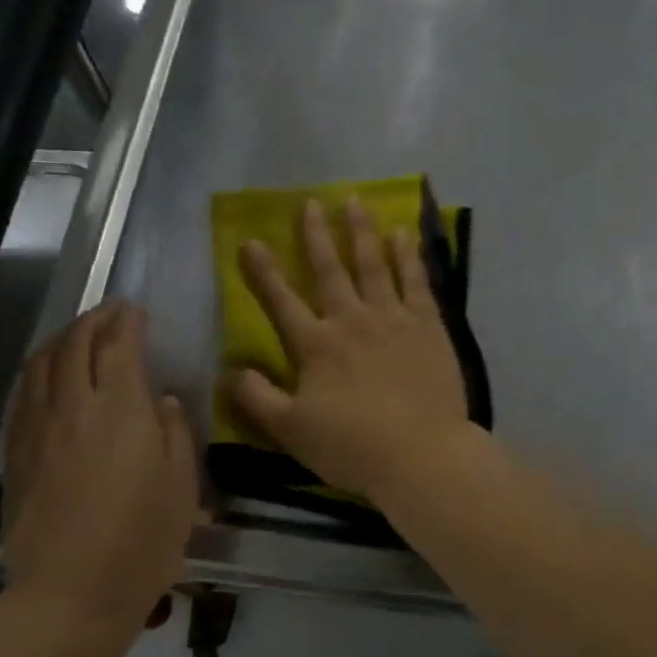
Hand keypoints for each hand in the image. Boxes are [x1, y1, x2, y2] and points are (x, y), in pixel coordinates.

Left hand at [1, 301, 197, 629]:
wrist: (70, 594)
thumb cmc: (142, 539)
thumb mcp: (182, 482)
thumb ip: (174, 431)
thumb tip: (160, 401)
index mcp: (119, 407)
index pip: (118, 344)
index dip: (126, 320)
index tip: (135, 309)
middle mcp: (72, 406)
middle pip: (73, 344)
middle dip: (92, 320)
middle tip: (110, 313)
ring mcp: (36, 429)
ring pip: (40, 365)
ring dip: (60, 339)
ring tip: (77, 336)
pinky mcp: (16, 455)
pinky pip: (22, 396)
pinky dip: (36, 372)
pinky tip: (46, 378)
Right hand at [232, 197, 472, 497]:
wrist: (422, 454)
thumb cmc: (353, 447)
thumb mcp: (291, 431)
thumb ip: (257, 398)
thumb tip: (228, 370)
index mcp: (316, 346)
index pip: (281, 301)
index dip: (263, 271)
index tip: (250, 240)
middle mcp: (351, 320)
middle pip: (329, 270)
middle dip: (316, 235)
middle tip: (310, 202)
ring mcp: (393, 318)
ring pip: (373, 264)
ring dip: (361, 231)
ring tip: (354, 202)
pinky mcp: (428, 325)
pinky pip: (416, 280)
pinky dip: (408, 255)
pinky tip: (402, 233)